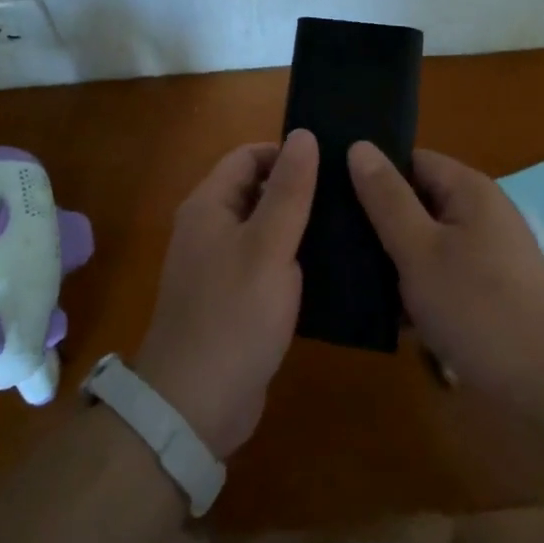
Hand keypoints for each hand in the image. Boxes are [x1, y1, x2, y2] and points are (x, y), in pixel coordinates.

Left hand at [135, 131, 318, 458]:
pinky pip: (265, 264)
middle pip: (256, 191)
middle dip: (298, 190)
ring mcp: (218, 267)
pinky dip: (291, 261)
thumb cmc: (233, 315)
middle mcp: (209, 229)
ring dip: (298, 227)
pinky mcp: (232, 301)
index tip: (332, 165)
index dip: (287, 155)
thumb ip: (289, 190)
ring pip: (264, 230)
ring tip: (349, 228)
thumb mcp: (269, 246)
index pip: (248, 156)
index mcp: (209, 206)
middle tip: (348, 197)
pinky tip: (330, 271)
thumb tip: (304, 134)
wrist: (194, 407)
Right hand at [349, 142, 543, 407]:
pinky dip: (421, 287)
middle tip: (338, 245)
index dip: (376, 176)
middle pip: (419, 201)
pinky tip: (392, 315)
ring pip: (429, 241)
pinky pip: (445, 273)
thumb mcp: (418, 249)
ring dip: (398, 260)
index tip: (338, 200)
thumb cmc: (477, 307)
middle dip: (382, 223)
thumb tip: (359, 146)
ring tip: (356, 281)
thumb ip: (386, 198)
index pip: (412, 160)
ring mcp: (491, 252)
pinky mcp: (492, 289)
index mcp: (469, 189)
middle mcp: (483, 212)